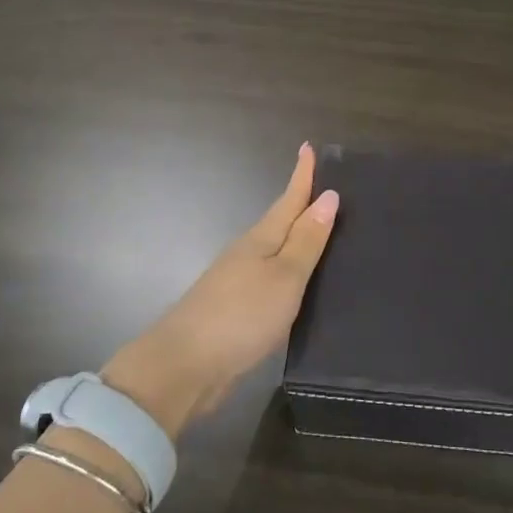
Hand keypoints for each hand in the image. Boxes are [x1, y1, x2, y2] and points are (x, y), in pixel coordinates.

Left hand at [101, 143, 338, 439]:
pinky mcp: (236, 310)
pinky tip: (298, 283)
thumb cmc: (240, 316)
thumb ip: (307, 241)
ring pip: (274, 251)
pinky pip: (270, 278)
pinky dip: (288, 271)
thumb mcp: (284, 277)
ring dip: (296, 239)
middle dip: (301, 204)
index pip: (288, 200)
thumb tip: (329, 196)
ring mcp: (238, 282)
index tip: (308, 146)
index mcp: (261, 240)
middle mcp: (248, 253)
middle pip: (281, 222)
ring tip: (322, 233)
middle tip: (329, 191)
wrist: (183, 367)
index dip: (301, 175)